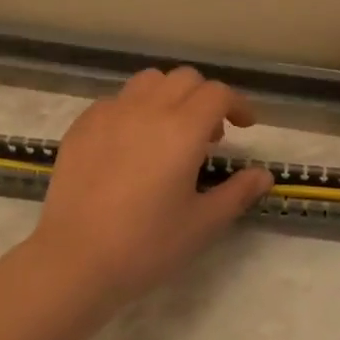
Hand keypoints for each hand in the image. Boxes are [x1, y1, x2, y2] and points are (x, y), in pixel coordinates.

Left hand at [26, 66, 274, 310]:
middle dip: (205, 97)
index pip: (217, 93)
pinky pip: (116, 100)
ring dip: (169, 96)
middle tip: (210, 135)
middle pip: (184, 79)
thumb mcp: (202, 224)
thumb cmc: (146, 245)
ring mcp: (110, 113)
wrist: (75, 259)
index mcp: (182, 129)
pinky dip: (135, 110)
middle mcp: (147, 109)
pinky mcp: (83, 125)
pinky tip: (131, 144)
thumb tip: (264, 174)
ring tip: (170, 130)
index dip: (237, 104)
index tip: (245, 125)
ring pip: (148, 81)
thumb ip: (237, 192)